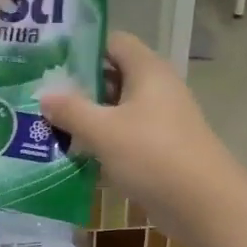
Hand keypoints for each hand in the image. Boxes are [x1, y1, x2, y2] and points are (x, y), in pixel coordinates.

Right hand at [39, 32, 246, 237]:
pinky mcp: (160, 148)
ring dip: (88, 116)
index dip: (83, 46)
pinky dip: (103, 140)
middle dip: (79, 85)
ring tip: (49, 124)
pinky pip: (125, 135)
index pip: (113, 41)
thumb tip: (44, 95)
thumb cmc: (152, 155)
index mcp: (147, 71)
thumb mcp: (103, 131)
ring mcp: (161, 120)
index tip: (51, 59)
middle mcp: (156, 89)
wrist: (204, 204)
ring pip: (117, 109)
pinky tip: (75, 153)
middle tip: (42, 94)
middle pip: (113, 75)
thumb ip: (71, 110)